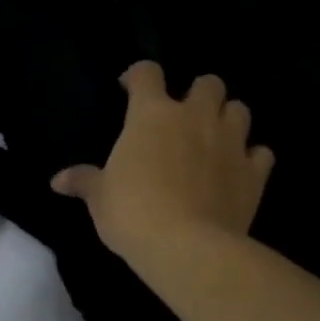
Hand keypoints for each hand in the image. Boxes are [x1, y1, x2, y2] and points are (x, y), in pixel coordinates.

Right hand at [51, 61, 273, 266]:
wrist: (188, 247)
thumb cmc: (133, 213)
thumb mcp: (100, 198)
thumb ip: (83, 181)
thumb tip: (57, 181)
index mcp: (151, 114)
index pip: (147, 72)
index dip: (138, 75)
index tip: (129, 88)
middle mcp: (195, 116)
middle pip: (208, 82)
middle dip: (198, 93)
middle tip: (184, 116)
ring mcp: (230, 141)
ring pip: (240, 109)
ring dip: (228, 118)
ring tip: (215, 138)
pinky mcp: (255, 172)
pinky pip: (261, 153)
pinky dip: (252, 157)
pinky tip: (241, 170)